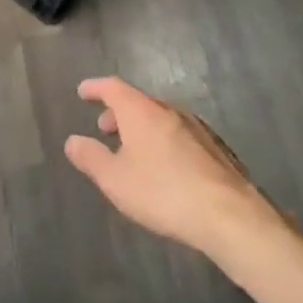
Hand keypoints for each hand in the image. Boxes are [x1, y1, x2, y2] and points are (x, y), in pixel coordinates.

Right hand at [64, 77, 275, 254]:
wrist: (229, 215)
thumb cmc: (163, 192)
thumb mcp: (115, 180)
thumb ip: (91, 158)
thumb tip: (72, 140)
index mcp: (142, 111)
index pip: (113, 87)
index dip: (95, 88)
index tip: (82, 92)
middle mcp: (169, 110)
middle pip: (139, 101)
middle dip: (118, 112)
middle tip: (105, 128)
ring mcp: (197, 127)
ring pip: (161, 118)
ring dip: (141, 127)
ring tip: (132, 150)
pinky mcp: (216, 148)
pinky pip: (179, 134)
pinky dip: (163, 140)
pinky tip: (164, 166)